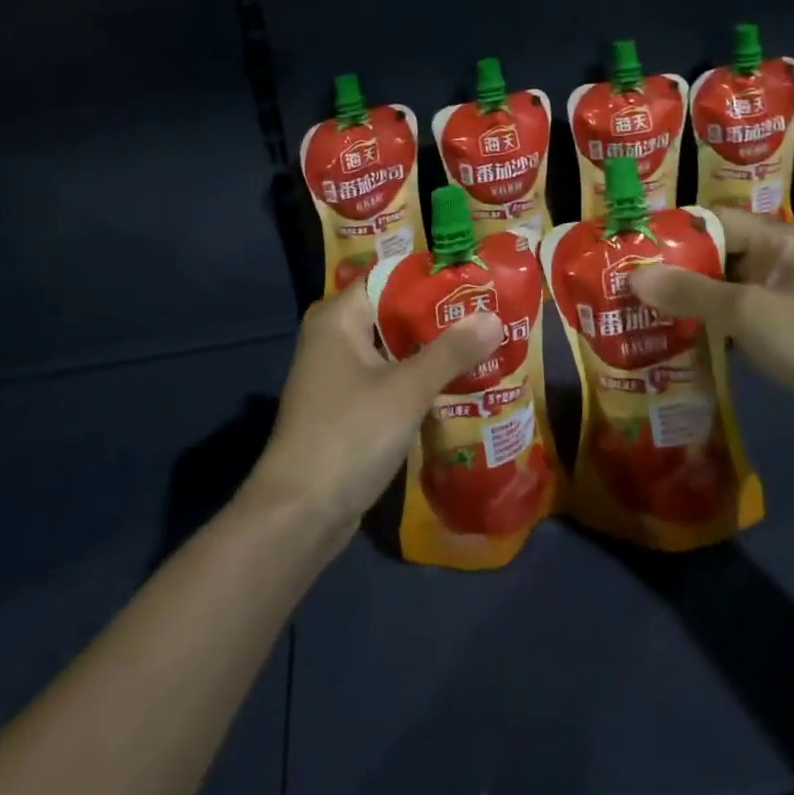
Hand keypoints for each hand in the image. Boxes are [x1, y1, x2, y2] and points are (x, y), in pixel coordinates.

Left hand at [242, 288, 502, 544]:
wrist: (299, 516)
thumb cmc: (350, 436)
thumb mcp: (406, 390)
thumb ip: (451, 351)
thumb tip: (494, 317)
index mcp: (339, 317)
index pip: (391, 278)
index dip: (434, 279)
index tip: (476, 281)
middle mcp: (334, 337)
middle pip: (395, 313)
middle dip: (440, 318)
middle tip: (490, 314)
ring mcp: (338, 374)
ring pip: (395, 348)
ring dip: (433, 351)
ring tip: (484, 345)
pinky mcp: (346, 406)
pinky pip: (389, 377)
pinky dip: (418, 378)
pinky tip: (457, 384)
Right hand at [632, 209, 793, 459]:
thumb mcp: (747, 311)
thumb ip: (689, 291)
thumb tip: (634, 276)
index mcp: (782, 239)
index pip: (714, 222)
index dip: (671, 234)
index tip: (629, 250)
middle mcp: (785, 261)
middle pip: (718, 255)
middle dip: (674, 271)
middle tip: (626, 286)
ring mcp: (789, 300)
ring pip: (726, 291)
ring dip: (690, 303)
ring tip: (641, 314)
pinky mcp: (791, 335)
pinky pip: (740, 320)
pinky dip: (711, 327)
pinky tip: (677, 342)